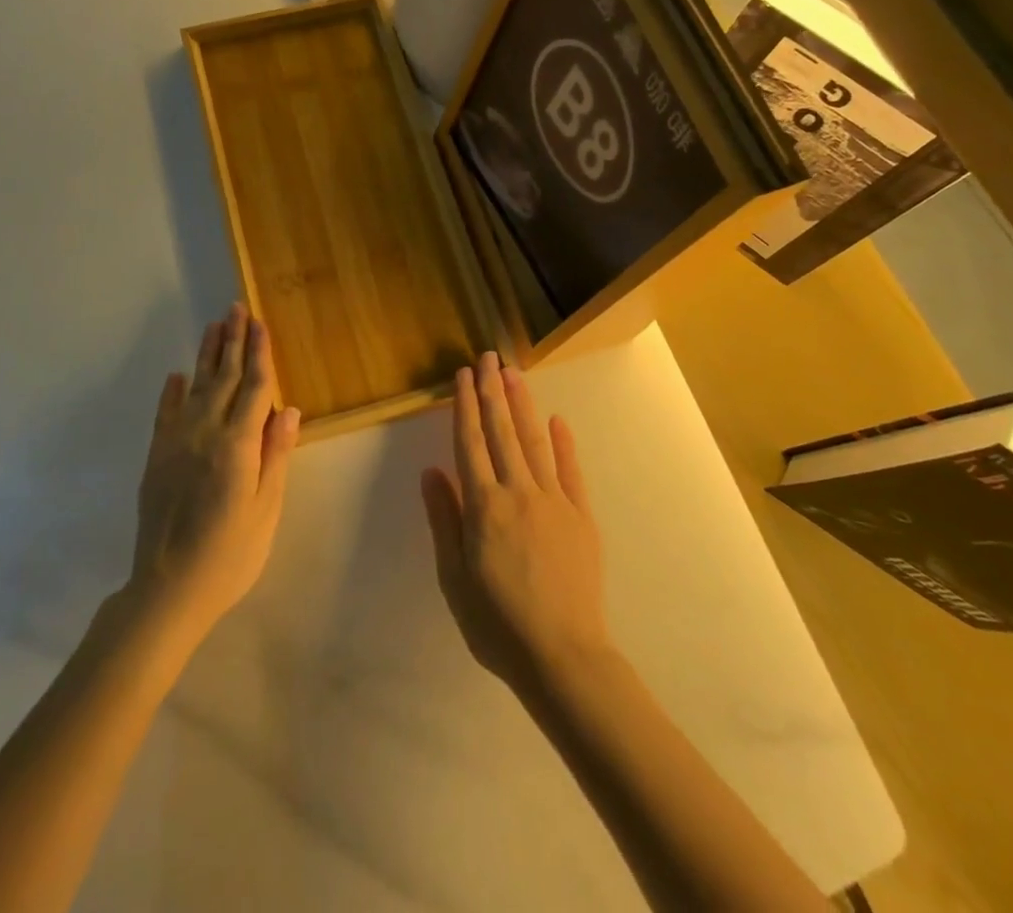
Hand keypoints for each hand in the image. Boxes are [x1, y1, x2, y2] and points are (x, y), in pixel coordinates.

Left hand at [128, 303, 299, 641]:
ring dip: (207, 355)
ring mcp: (176, 443)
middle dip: (233, 342)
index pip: (254, 388)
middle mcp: (205, 433)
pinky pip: (165, 414)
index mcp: (237, 445)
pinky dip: (172, 392)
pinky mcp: (156, 458)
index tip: (260, 323)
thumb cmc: (230, 555)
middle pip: (224, 378)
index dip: (259, 353)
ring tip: (214, 326)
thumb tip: (288, 409)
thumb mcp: (265, 510)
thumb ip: (275, 455)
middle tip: (236, 308)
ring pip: (196, 387)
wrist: (168, 589)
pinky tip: (177, 375)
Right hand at [421, 353, 610, 694]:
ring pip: (534, 441)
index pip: (470, 443)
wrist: (563, 657)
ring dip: (522, 405)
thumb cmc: (497, 624)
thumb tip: (431, 471)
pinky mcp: (581, 516)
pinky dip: (563, 443)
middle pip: (502, 432)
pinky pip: (570, 471)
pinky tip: (557, 420)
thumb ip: (444, 520)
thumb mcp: (454, 578)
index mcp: (484, 506)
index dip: (465, 406)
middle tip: (488, 357)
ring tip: (513, 373)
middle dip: (493, 391)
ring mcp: (554, 501)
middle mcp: (518, 492)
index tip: (462, 375)